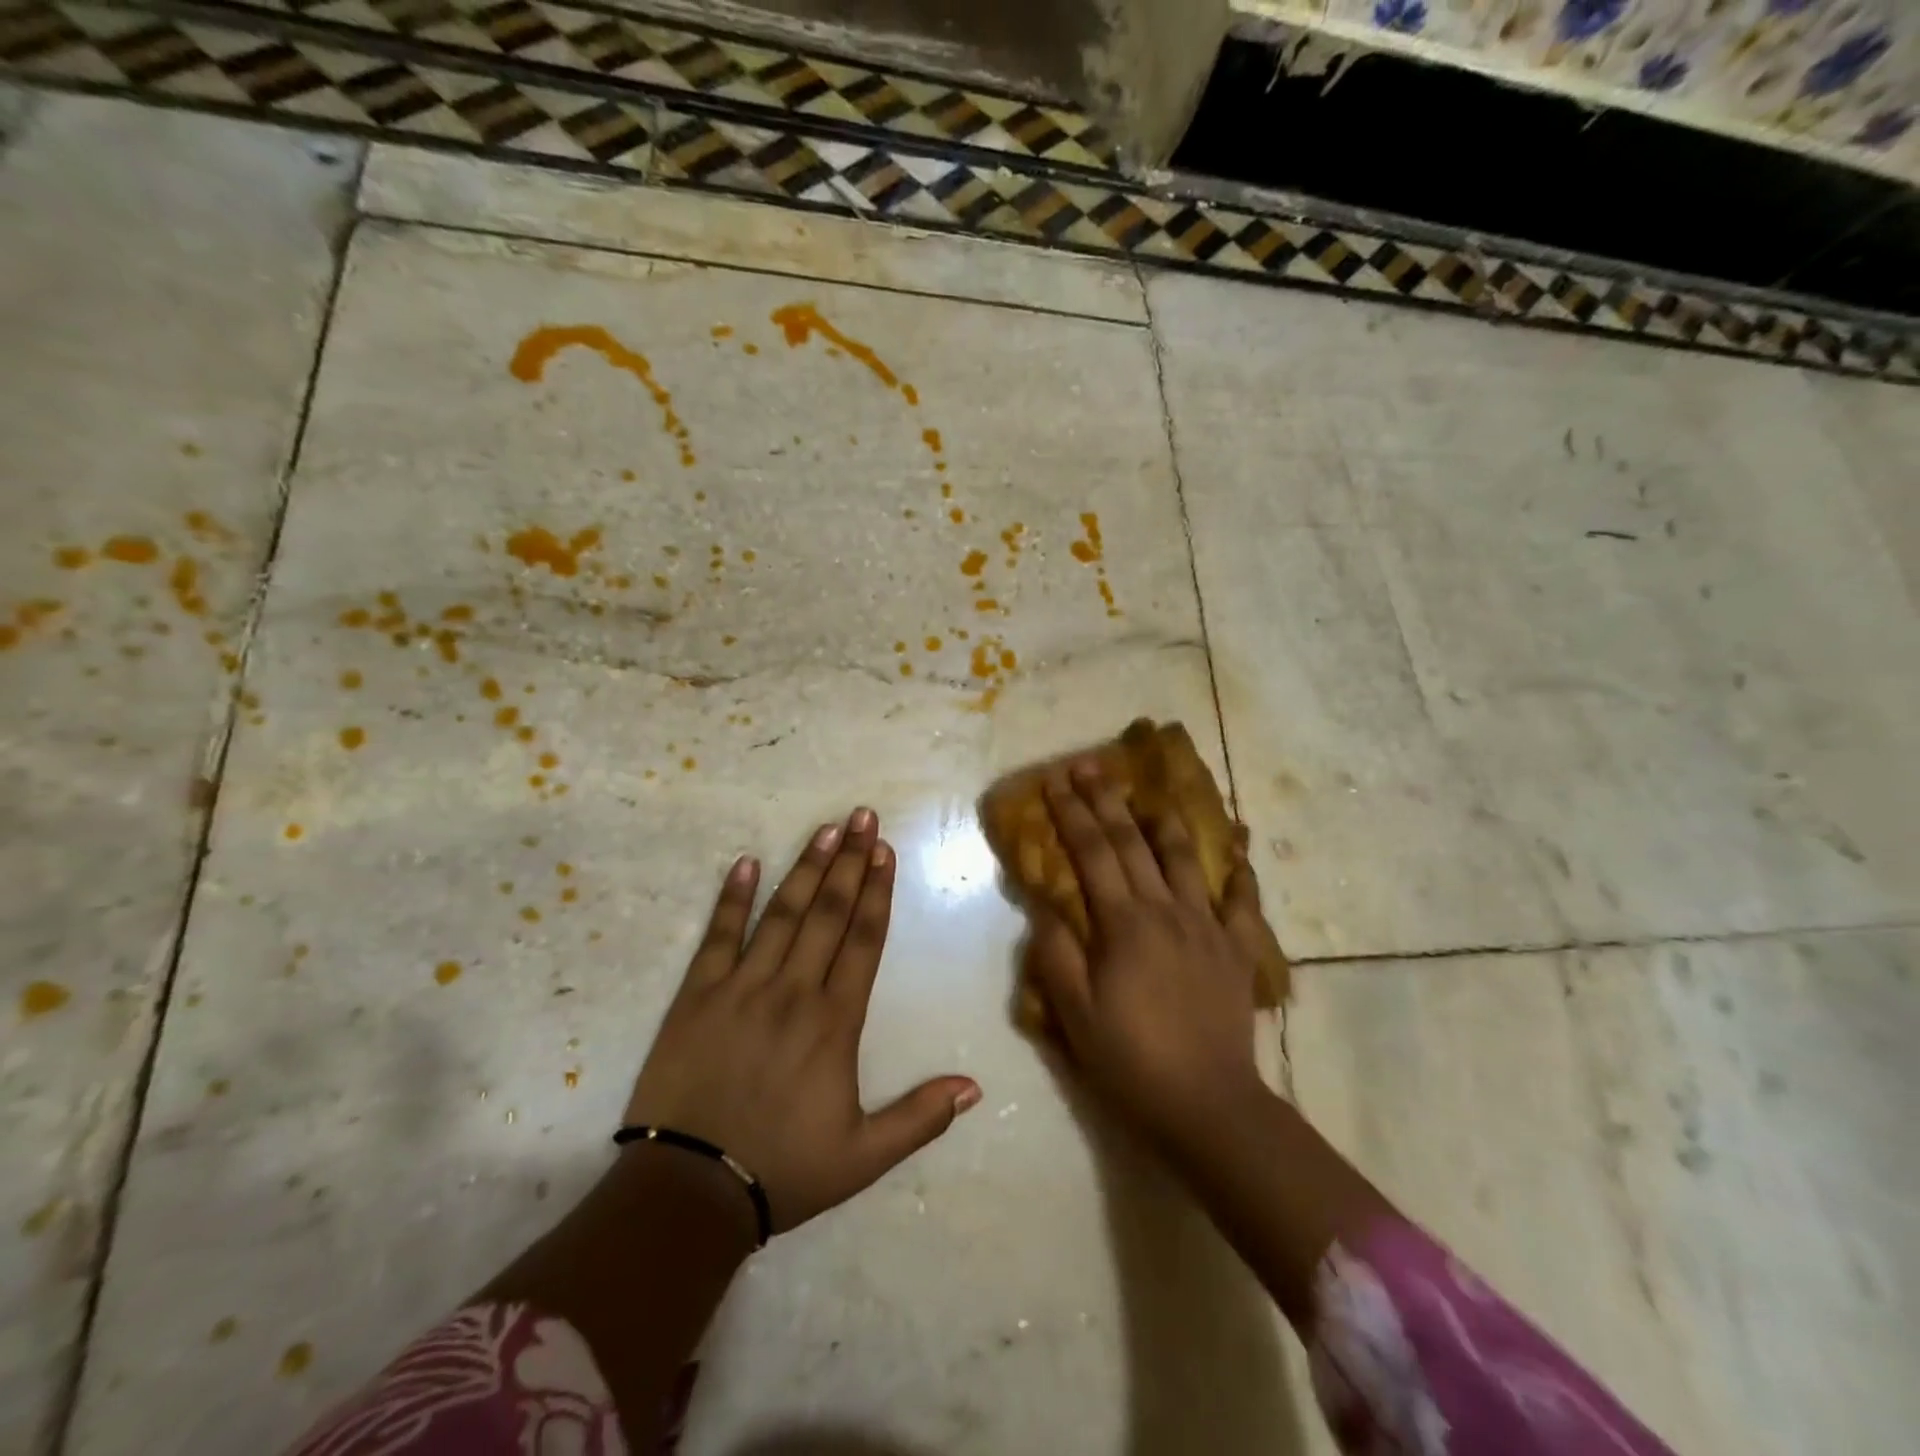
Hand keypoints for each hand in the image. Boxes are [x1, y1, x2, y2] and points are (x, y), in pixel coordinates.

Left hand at [625, 808, 981, 1233]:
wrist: (688, 1191)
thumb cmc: (782, 1170)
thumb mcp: (862, 1157)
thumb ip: (920, 1117)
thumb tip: (974, 1087)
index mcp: (835, 1022)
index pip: (864, 940)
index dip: (878, 892)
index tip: (886, 851)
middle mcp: (793, 991)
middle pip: (829, 913)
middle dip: (850, 861)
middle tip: (862, 817)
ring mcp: (742, 988)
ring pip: (782, 914)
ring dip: (806, 868)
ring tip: (825, 829)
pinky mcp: (697, 995)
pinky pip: (718, 936)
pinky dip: (733, 898)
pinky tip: (746, 862)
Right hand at [1024, 765, 1272, 1156]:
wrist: (1208, 1104)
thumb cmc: (1131, 1059)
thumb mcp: (1075, 1012)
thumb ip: (1056, 953)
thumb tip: (1045, 905)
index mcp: (1124, 923)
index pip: (1092, 853)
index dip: (1071, 813)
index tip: (1055, 780)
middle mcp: (1167, 910)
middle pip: (1133, 842)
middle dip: (1107, 800)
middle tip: (1090, 765)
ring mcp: (1207, 926)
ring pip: (1187, 858)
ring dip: (1165, 821)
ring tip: (1151, 794)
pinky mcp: (1237, 949)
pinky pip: (1242, 900)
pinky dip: (1240, 871)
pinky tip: (1238, 848)